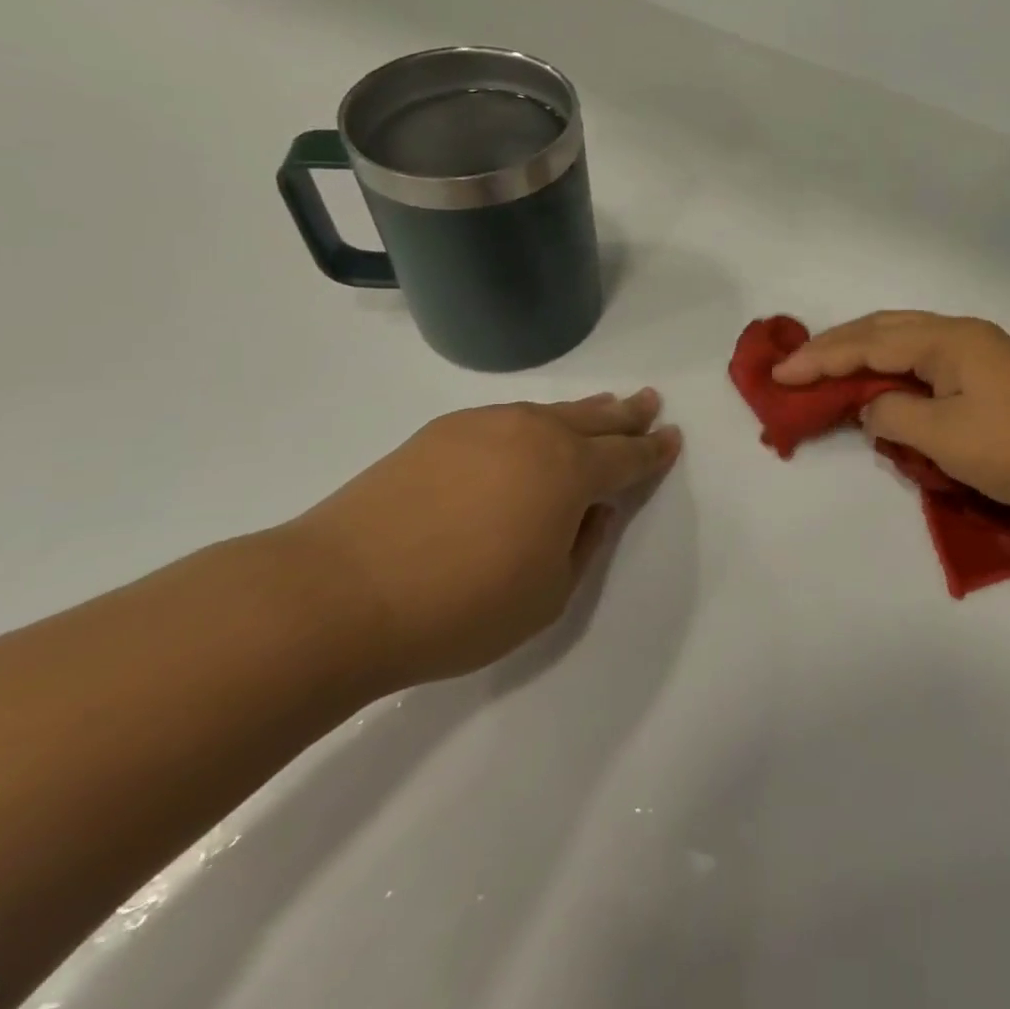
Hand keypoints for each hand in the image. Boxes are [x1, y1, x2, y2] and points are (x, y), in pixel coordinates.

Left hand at [281, 391, 681, 689]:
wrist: (337, 594)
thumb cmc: (460, 607)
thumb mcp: (548, 596)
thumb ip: (583, 547)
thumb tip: (592, 511)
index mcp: (571, 472)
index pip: (628, 457)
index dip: (654, 450)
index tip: (672, 437)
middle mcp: (535, 435)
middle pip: (596, 419)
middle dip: (628, 414)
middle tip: (649, 401)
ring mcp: (485, 426)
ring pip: (551, 411)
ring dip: (584, 411)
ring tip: (603, 406)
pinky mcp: (440, 433)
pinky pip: (508, 417)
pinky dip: (534, 421)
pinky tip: (531, 431)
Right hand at [773, 313, 1009, 517]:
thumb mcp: (944, 437)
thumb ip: (894, 415)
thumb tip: (872, 407)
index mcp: (945, 340)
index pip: (867, 343)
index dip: (820, 358)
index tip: (779, 374)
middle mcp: (958, 334)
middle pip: (882, 329)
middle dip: (836, 346)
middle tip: (796, 364)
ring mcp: (976, 351)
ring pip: (903, 340)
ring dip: (863, 352)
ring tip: (827, 368)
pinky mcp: (987, 372)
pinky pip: (923, 359)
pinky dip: (891, 367)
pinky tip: (879, 381)